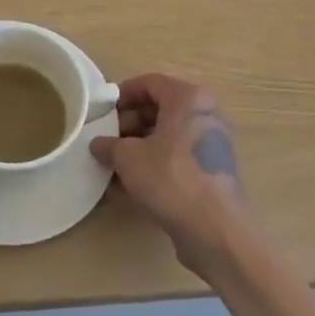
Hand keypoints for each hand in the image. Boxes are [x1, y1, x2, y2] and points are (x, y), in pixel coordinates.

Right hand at [92, 74, 249, 274]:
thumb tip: (98, 144)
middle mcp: (204, 116)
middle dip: (128, 126)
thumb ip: (109, 146)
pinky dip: (154, 169)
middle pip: (159, 110)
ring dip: (138, 150)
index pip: (150, 83)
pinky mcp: (211, 175)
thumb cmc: (171, 179)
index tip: (103, 112)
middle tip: (106, 143)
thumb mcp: (128, 158)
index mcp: (188, 99)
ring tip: (112, 168)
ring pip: (167, 139)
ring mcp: (211, 147)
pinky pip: (176, 162)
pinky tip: (128, 191)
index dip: (123, 95)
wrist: (216, 232)